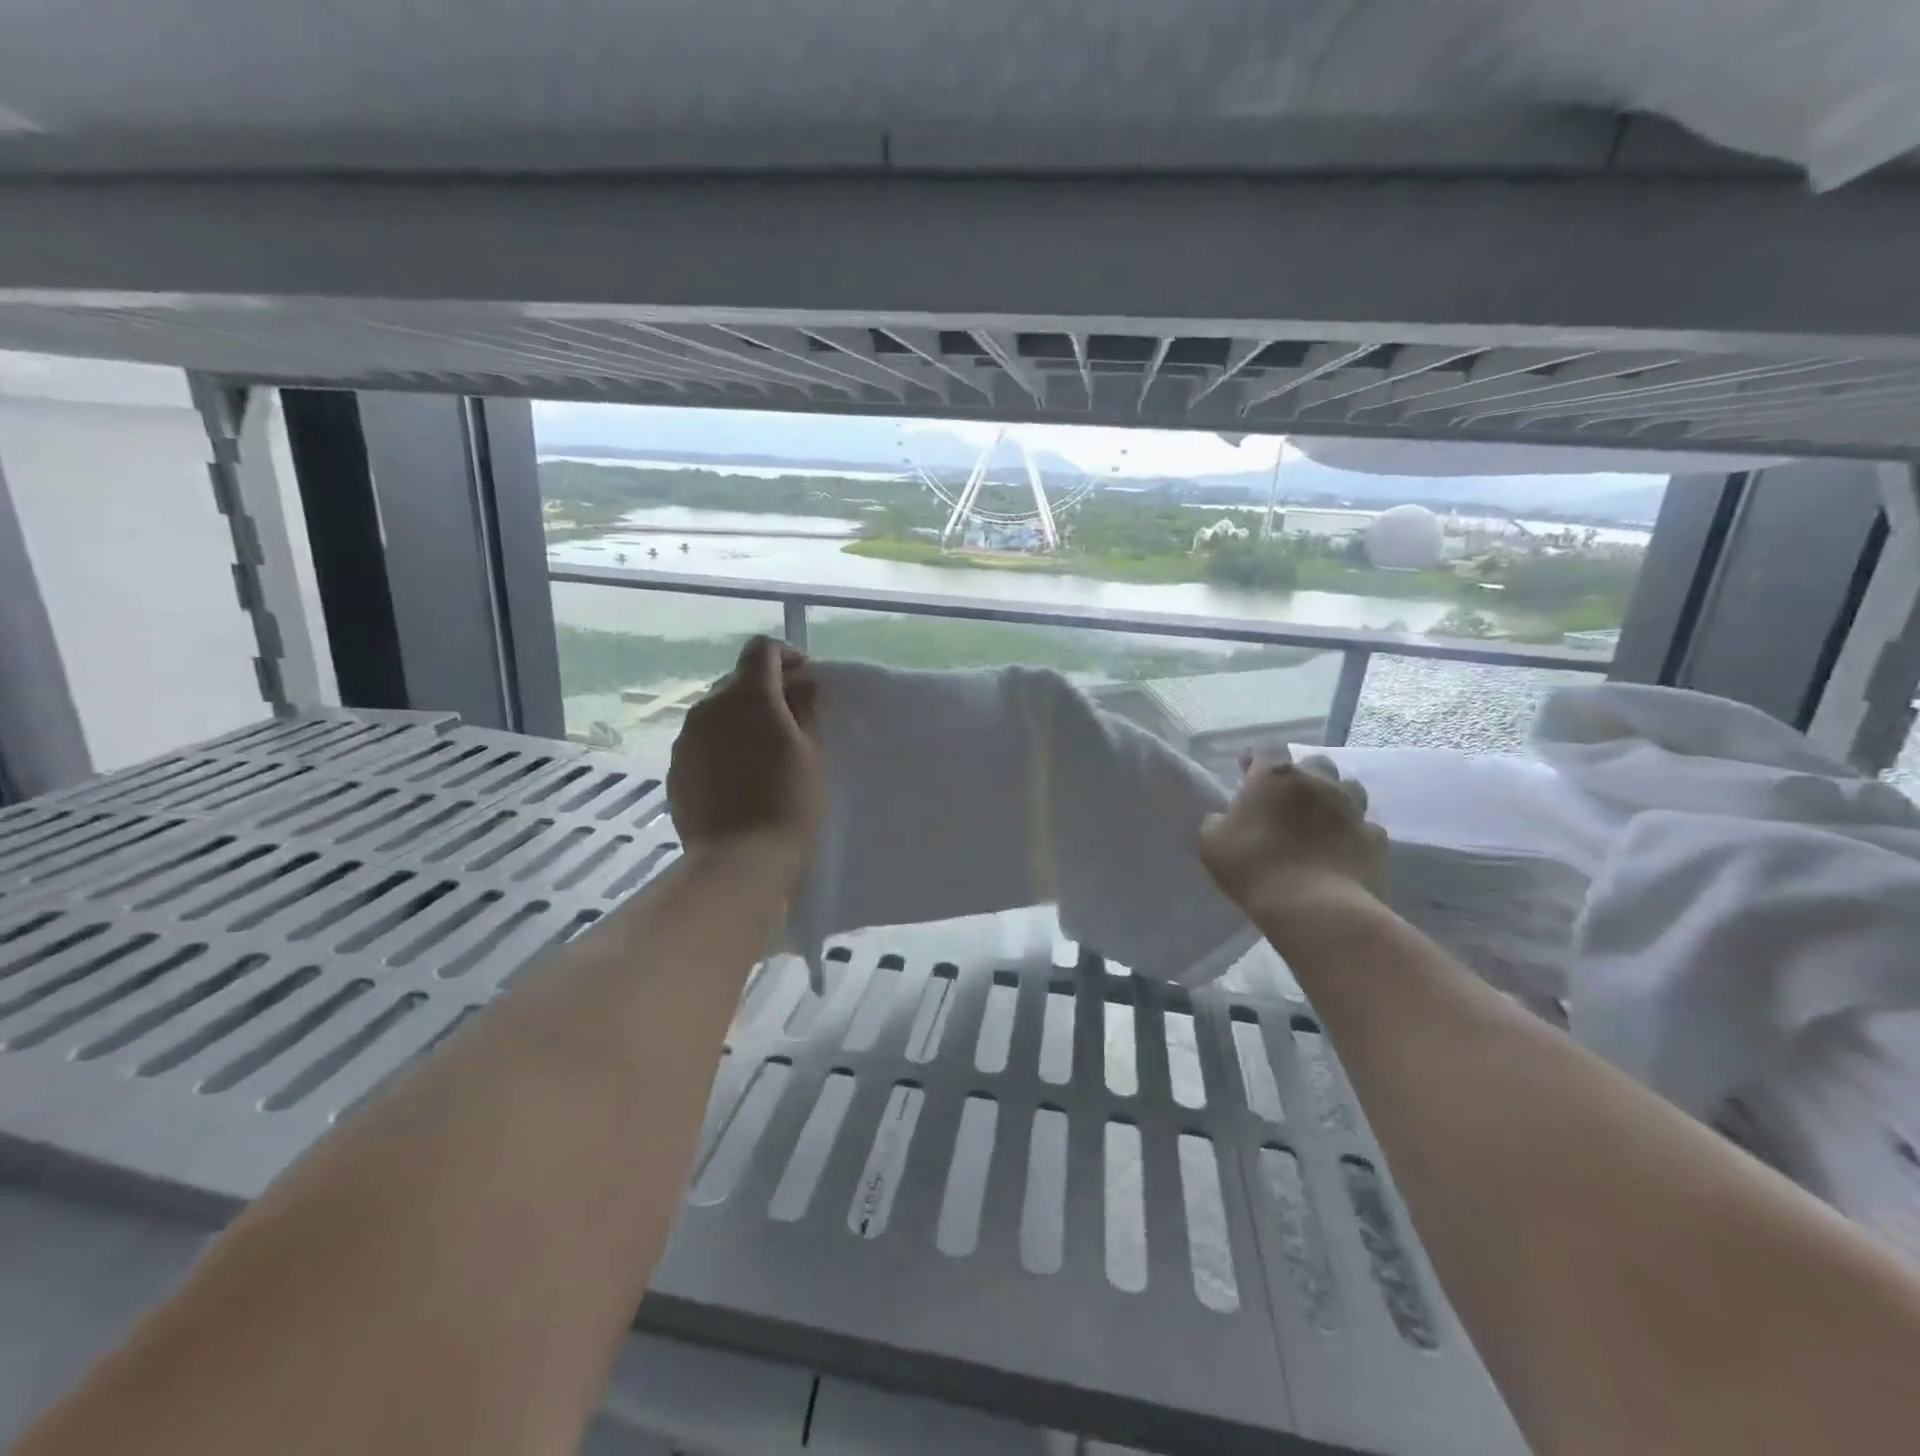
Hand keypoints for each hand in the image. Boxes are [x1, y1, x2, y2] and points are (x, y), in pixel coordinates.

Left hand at [667, 636, 824, 887]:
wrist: (739, 861)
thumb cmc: (789, 802)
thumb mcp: (812, 753)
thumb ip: (805, 710)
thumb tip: (801, 685)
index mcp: (747, 695)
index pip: (762, 650)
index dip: (787, 656)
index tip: (806, 680)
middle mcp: (709, 706)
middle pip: (737, 680)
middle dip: (766, 690)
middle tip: (793, 719)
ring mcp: (686, 738)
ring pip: (717, 713)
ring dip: (742, 720)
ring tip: (765, 752)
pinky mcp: (676, 769)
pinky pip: (703, 743)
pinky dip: (723, 746)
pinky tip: (741, 777)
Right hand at [1198, 752, 1386, 915]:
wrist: (1313, 907)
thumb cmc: (1254, 868)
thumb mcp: (1210, 843)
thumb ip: (1217, 821)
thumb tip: (1226, 818)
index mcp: (1273, 777)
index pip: (1262, 755)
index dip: (1252, 762)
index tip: (1245, 771)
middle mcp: (1316, 782)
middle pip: (1314, 763)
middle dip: (1302, 774)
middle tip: (1288, 796)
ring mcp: (1351, 809)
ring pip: (1349, 788)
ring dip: (1335, 796)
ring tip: (1322, 817)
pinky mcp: (1375, 838)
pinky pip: (1365, 827)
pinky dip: (1354, 833)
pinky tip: (1343, 847)